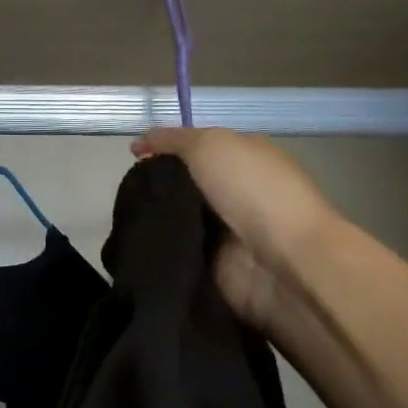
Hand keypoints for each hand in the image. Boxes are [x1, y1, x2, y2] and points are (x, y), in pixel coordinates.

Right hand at [132, 127, 339, 338]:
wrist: (282, 262)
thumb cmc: (253, 191)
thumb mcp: (210, 145)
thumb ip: (172, 140)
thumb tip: (140, 144)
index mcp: (243, 158)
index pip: (195, 150)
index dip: (163, 151)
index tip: (133, 160)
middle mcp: (235, 193)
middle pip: (182, 186)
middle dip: (154, 189)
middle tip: (126, 194)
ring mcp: (225, 233)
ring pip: (175, 221)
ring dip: (154, 221)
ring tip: (125, 221)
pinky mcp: (213, 267)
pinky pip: (176, 253)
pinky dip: (159, 250)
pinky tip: (136, 246)